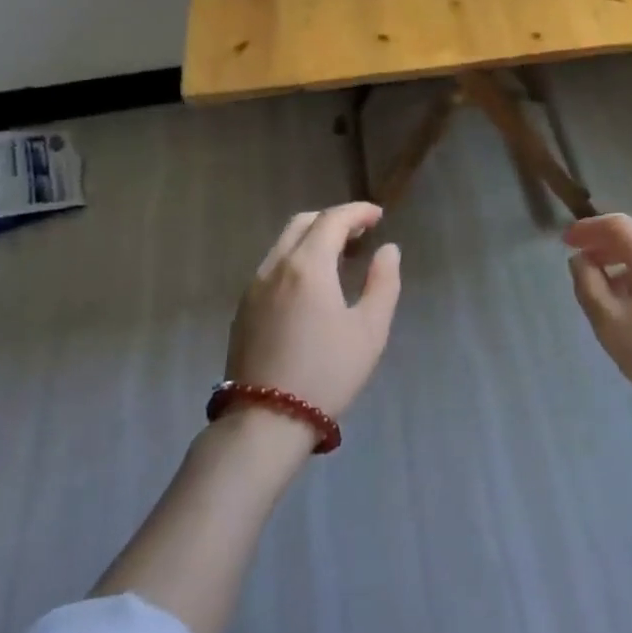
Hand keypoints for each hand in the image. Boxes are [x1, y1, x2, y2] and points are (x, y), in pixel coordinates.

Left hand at [225, 203, 401, 427]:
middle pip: (302, 224)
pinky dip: (295, 259)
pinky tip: (311, 284)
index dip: (357, 212)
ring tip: (339, 257)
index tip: (379, 216)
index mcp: (307, 266)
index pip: (332, 220)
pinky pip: (272, 267)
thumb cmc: (328, 372)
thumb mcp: (370, 330)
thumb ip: (383, 283)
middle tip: (360, 233)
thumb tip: (388, 250)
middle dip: (333, 220)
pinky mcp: (243, 310)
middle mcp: (275, 267)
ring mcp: (253, 288)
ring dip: (312, 239)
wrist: (267, 420)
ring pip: (283, 244)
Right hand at [566, 213, 631, 454]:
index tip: (564, 240)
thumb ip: (588, 285)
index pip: (616, 224)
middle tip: (578, 262)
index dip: (587, 227)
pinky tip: (630, 308)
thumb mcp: (610, 322)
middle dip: (602, 246)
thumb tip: (580, 260)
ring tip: (599, 289)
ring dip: (620, 265)